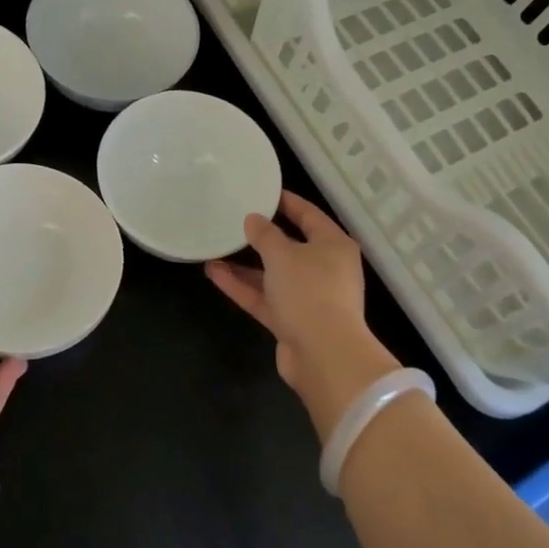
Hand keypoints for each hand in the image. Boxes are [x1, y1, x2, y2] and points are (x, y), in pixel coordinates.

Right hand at [206, 191, 401, 436]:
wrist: (323, 354)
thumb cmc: (309, 291)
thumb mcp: (283, 255)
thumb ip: (265, 235)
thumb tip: (253, 220)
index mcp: (333, 246)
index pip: (310, 216)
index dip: (287, 203)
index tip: (263, 193)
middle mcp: (325, 269)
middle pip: (291, 247)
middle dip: (261, 237)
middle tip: (234, 221)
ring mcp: (308, 298)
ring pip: (273, 275)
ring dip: (245, 265)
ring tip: (214, 249)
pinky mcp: (292, 321)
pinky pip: (265, 298)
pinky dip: (243, 286)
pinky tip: (214, 273)